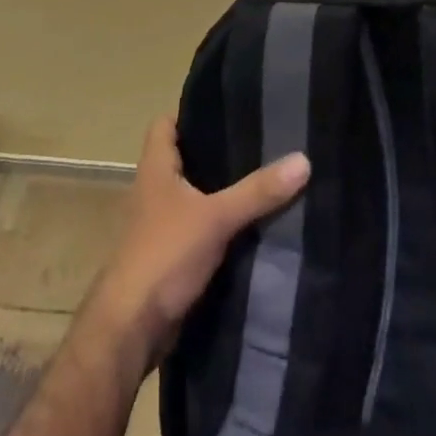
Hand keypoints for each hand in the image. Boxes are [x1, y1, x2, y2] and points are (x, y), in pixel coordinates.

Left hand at [88, 116, 310, 374]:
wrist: (132, 328)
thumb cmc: (165, 255)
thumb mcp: (216, 217)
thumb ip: (257, 191)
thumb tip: (303, 159)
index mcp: (155, 169)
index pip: (165, 124)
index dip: (190, 113)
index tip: (228, 108)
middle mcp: (154, 191)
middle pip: (184, 159)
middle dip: (217, 153)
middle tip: (260, 143)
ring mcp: (160, 225)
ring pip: (194, 196)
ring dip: (221, 192)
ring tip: (263, 180)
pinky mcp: (171, 256)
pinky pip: (200, 230)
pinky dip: (221, 226)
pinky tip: (252, 226)